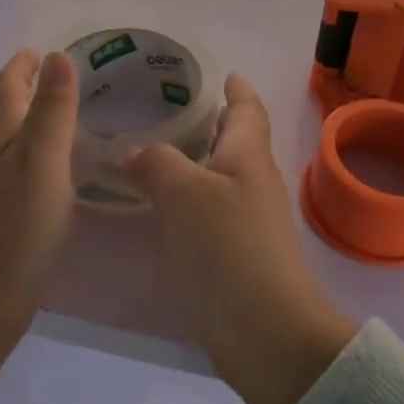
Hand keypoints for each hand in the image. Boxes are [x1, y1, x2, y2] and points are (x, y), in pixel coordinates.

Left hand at [0, 49, 77, 403]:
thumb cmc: (14, 227)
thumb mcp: (42, 161)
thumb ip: (53, 110)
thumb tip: (58, 56)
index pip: (8, 86)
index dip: (24, 65)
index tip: (43, 49)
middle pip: (5, 110)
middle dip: (28, 87)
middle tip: (61, 75)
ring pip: (10, 139)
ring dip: (31, 119)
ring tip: (61, 113)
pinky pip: (18, 168)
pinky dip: (35, 152)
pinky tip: (53, 169)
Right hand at [127, 75, 357, 403]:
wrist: (265, 331)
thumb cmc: (229, 246)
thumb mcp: (184, 193)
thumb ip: (157, 163)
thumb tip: (138, 154)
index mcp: (249, 155)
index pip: (247, 108)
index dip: (237, 88)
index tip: (223, 72)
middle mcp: (254, 181)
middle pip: (236, 141)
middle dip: (211, 121)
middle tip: (168, 108)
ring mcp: (250, 220)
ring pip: (221, 176)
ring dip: (196, 161)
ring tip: (154, 152)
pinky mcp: (238, 254)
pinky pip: (212, 211)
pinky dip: (189, 198)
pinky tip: (161, 206)